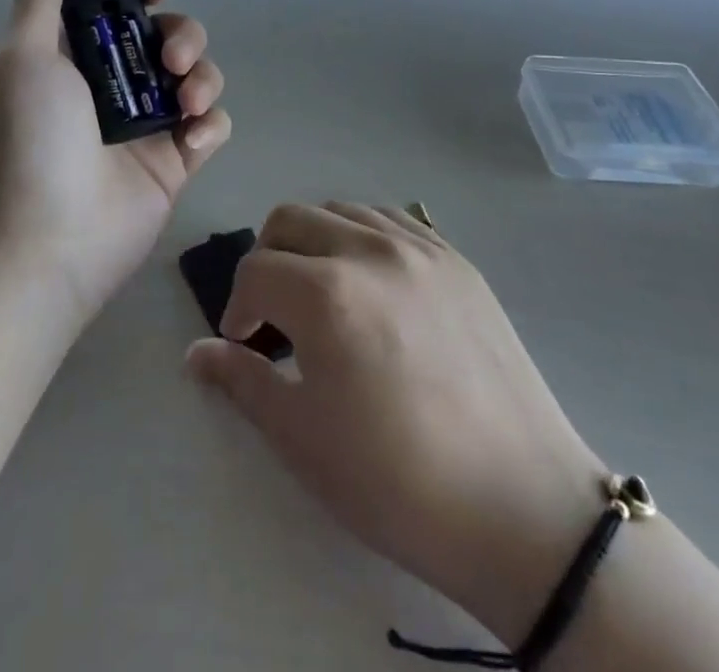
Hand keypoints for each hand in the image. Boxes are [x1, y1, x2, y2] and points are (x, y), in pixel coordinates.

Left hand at [0, 0, 231, 320]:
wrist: (50, 238)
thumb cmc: (31, 140)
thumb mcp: (23, 59)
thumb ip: (39, 1)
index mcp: (79, 58)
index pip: (120, 9)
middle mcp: (117, 85)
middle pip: (170, 36)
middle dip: (182, 35)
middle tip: (170, 59)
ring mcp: (150, 124)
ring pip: (199, 76)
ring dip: (203, 77)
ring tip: (184, 104)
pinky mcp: (178, 160)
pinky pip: (213, 124)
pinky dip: (210, 124)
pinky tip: (190, 139)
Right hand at [187, 204, 606, 648]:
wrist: (523, 508)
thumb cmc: (398, 481)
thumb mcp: (303, 438)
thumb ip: (242, 381)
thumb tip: (195, 354)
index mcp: (326, 292)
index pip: (254, 271)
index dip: (237, 307)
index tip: (247, 345)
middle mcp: (369, 250)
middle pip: (290, 219)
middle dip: (268, 259)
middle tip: (276, 313)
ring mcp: (420, 247)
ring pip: (340, 210)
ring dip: (314, 242)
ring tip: (324, 295)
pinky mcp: (456, 259)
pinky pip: (392, 219)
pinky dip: (363, 236)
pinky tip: (373, 284)